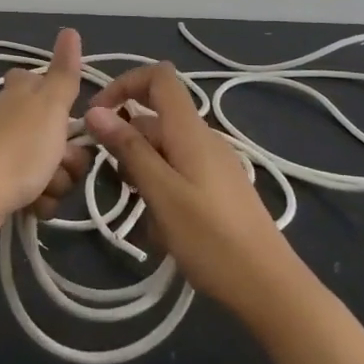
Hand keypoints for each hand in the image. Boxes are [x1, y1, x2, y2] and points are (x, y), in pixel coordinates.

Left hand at [0, 28, 92, 242]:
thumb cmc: (18, 148)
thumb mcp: (50, 106)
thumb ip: (65, 72)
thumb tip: (69, 29)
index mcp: (22, 92)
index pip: (44, 82)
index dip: (61, 101)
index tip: (66, 116)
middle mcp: (11, 116)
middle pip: (59, 132)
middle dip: (68, 155)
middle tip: (61, 161)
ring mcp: (4, 150)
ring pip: (51, 164)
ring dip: (56, 181)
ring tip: (43, 187)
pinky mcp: (0, 183)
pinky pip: (36, 190)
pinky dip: (40, 200)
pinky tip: (33, 206)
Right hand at [83, 61, 302, 316]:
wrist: (269, 287)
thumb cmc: (211, 239)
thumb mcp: (162, 193)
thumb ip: (129, 149)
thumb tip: (95, 110)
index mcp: (190, 130)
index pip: (158, 77)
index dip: (124, 84)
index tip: (98, 116)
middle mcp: (202, 138)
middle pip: (153, 119)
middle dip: (125, 144)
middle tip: (116, 187)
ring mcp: (212, 163)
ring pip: (162, 150)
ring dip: (141, 174)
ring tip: (143, 217)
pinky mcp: (216, 188)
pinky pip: (177, 173)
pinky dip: (159, 191)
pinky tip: (160, 230)